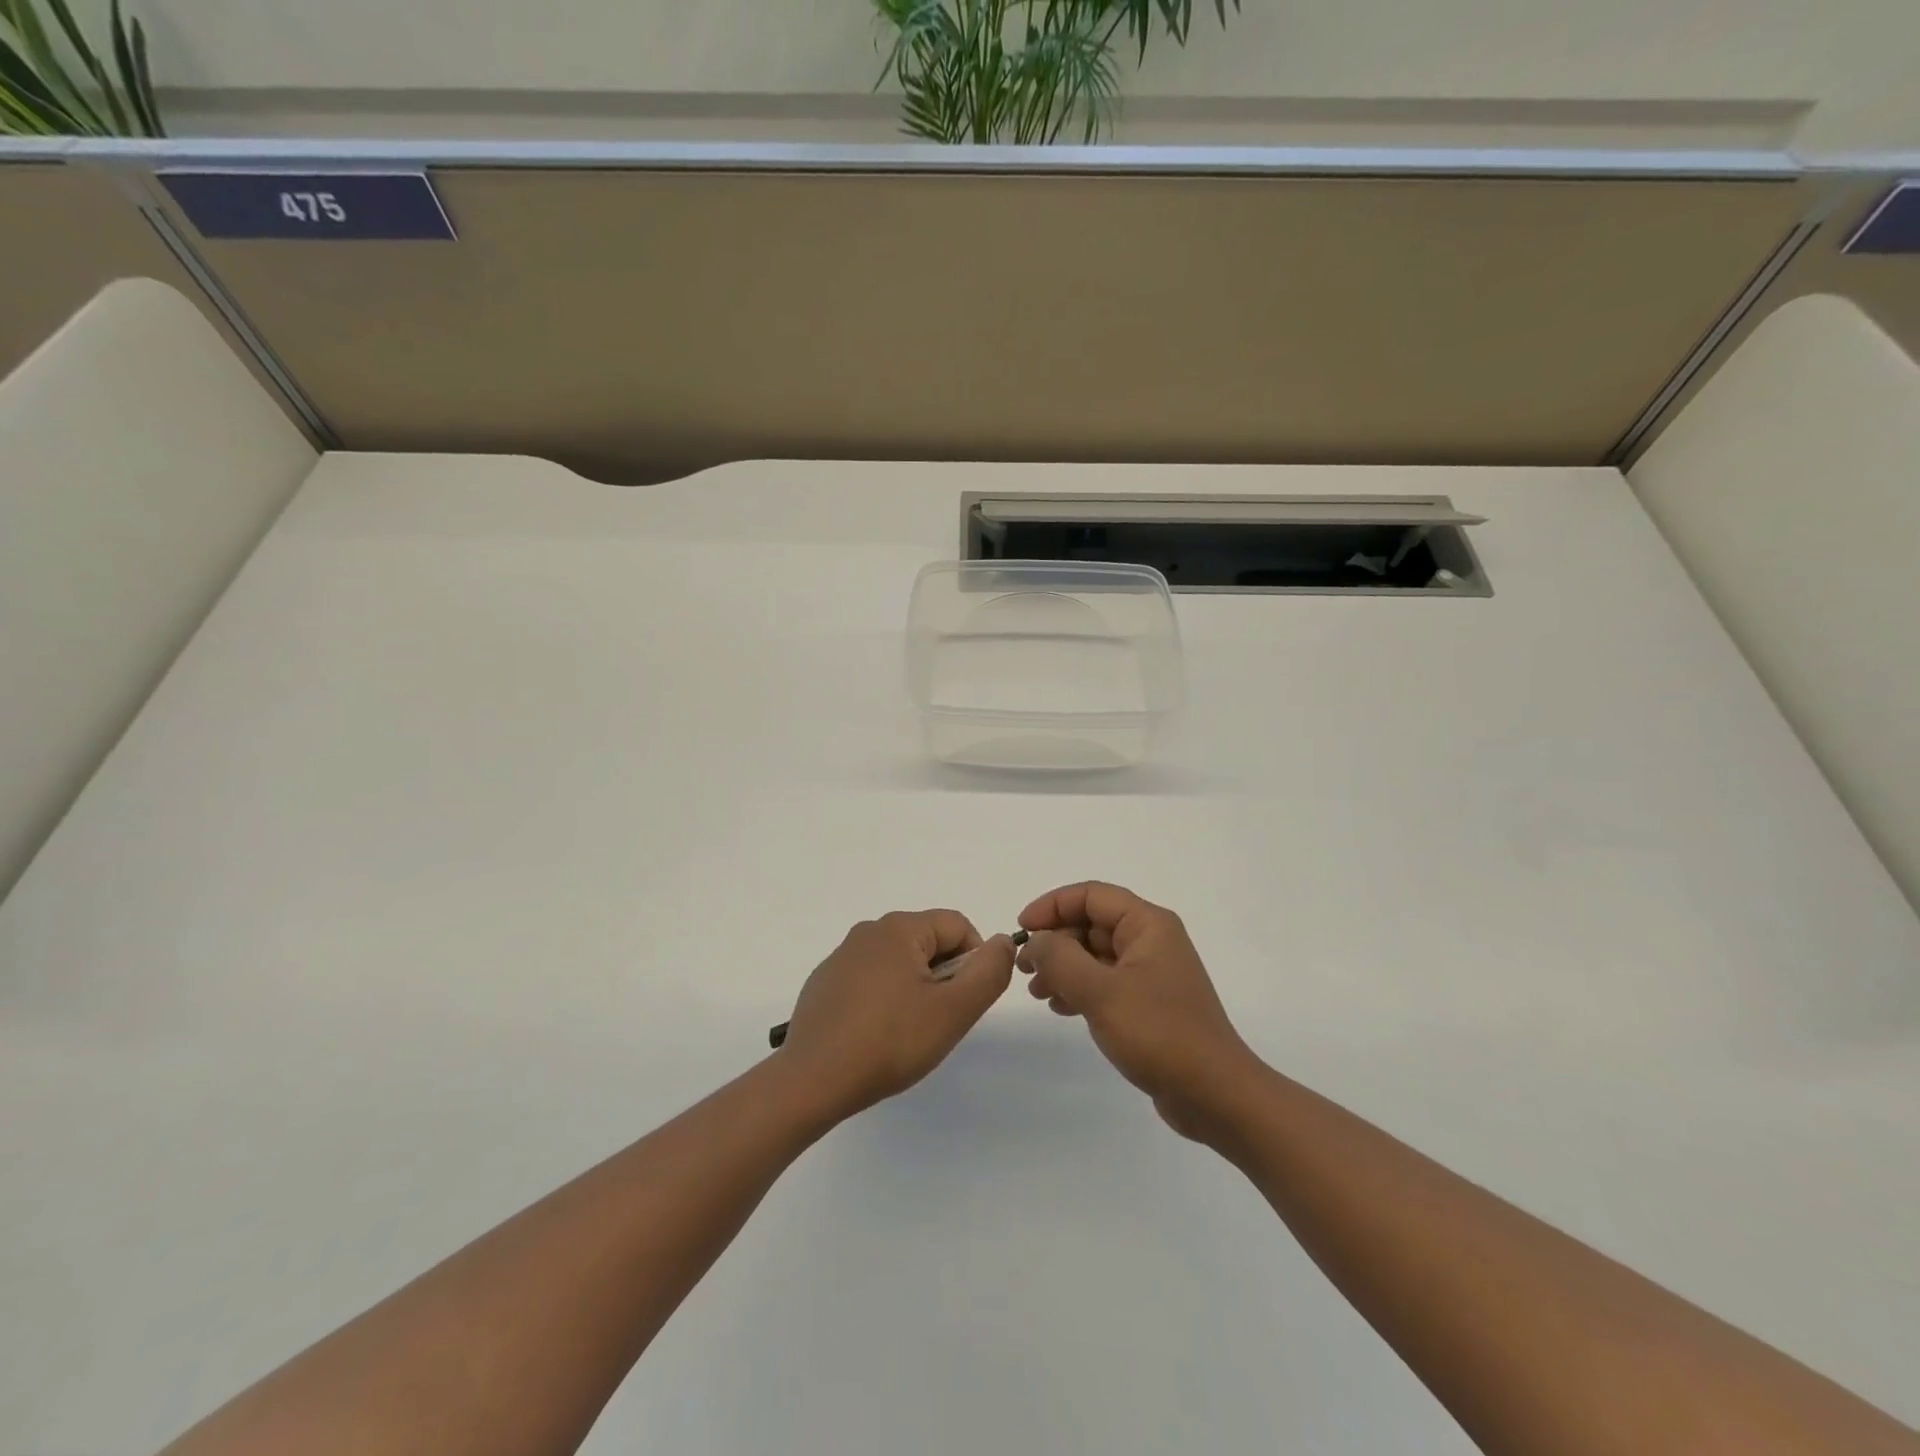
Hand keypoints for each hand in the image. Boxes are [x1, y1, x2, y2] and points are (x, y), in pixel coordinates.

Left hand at [777, 910, 1015, 1119]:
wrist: (812, 1081)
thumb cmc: (890, 1042)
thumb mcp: (953, 1011)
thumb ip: (988, 972)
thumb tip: (1003, 941)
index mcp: (900, 928)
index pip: (957, 926)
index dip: (974, 961)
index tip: (965, 1003)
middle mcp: (868, 931)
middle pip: (928, 942)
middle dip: (944, 977)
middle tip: (939, 1021)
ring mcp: (841, 956)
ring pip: (899, 962)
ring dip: (915, 988)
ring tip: (908, 1032)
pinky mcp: (824, 983)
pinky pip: (869, 979)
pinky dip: (884, 999)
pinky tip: (876, 1036)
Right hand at [1017, 882, 1260, 1140]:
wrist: (1215, 1094)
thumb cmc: (1159, 1033)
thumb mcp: (1101, 992)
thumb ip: (1060, 959)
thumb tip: (1036, 941)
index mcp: (1148, 924)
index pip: (1091, 895)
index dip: (1052, 906)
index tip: (1021, 930)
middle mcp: (1152, 940)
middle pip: (1091, 923)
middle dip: (1055, 941)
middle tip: (1024, 969)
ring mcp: (1152, 973)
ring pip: (1095, 954)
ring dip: (1063, 967)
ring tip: (1038, 993)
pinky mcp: (1149, 1003)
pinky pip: (1106, 981)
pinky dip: (1080, 988)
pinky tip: (1061, 1008)